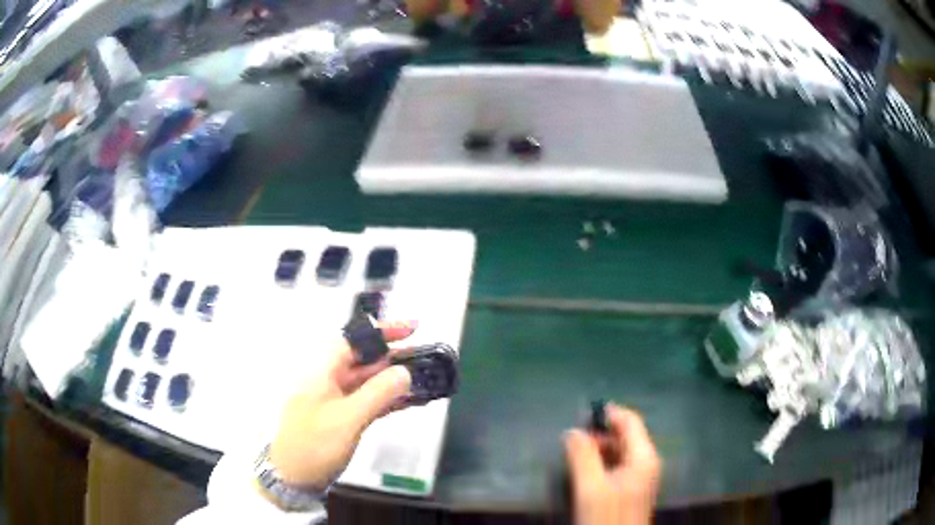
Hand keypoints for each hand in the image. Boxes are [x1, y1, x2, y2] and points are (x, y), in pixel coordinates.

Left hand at [268, 321, 415, 489]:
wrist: (293, 478)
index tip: (412, 329)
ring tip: (424, 378)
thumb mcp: (347, 419)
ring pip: (368, 383)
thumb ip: (377, 394)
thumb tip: (405, 372)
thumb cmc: (314, 444)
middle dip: (393, 357)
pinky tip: (409, 401)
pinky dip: (388, 400)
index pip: (353, 341)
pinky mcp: (342, 420)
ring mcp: (335, 402)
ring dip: (394, 380)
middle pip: (363, 361)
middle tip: (425, 357)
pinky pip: (368, 402)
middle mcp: (329, 381)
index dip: (381, 331)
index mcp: (322, 372)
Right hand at [564, 405, 661, 524]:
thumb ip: (582, 457)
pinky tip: (585, 472)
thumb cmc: (607, 518)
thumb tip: (572, 431)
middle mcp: (647, 463)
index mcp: (643, 457)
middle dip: (600, 433)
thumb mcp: (590, 488)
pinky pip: (619, 466)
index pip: (630, 421)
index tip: (581, 414)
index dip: (608, 414)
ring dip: (599, 449)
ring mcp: (641, 477)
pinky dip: (602, 463)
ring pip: (621, 452)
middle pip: (626, 436)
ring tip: (574, 454)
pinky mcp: (632, 490)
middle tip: (571, 438)